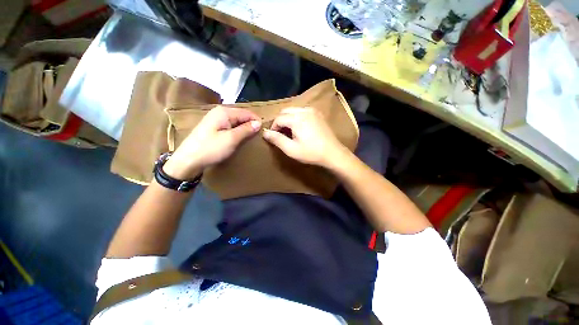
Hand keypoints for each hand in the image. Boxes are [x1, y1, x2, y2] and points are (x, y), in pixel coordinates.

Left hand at [163, 106, 260, 178]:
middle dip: (250, 124)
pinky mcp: (213, 127)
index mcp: (224, 112)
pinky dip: (237, 131)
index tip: (263, 132)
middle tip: (257, 136)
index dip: (256, 121)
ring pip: (236, 121)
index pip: (247, 113)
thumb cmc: (211, 149)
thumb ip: (246, 129)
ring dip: (244, 128)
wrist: (188, 160)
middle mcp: (220, 112)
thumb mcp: (231, 139)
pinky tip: (239, 138)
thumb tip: (258, 123)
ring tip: (250, 137)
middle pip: (241, 115)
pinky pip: (230, 126)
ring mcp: (215, 119)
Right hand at [262, 107, 348, 167]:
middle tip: (281, 134)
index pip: (278, 118)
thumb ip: (277, 140)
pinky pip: (302, 111)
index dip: (273, 127)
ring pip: (294, 110)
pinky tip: (300, 127)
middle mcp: (304, 110)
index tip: (274, 137)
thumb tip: (265, 132)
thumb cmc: (311, 153)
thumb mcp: (291, 149)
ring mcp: (312, 111)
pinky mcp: (318, 114)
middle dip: (280, 121)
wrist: (333, 153)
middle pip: (285, 111)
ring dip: (288, 118)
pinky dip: (297, 116)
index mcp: (297, 119)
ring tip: (289, 131)